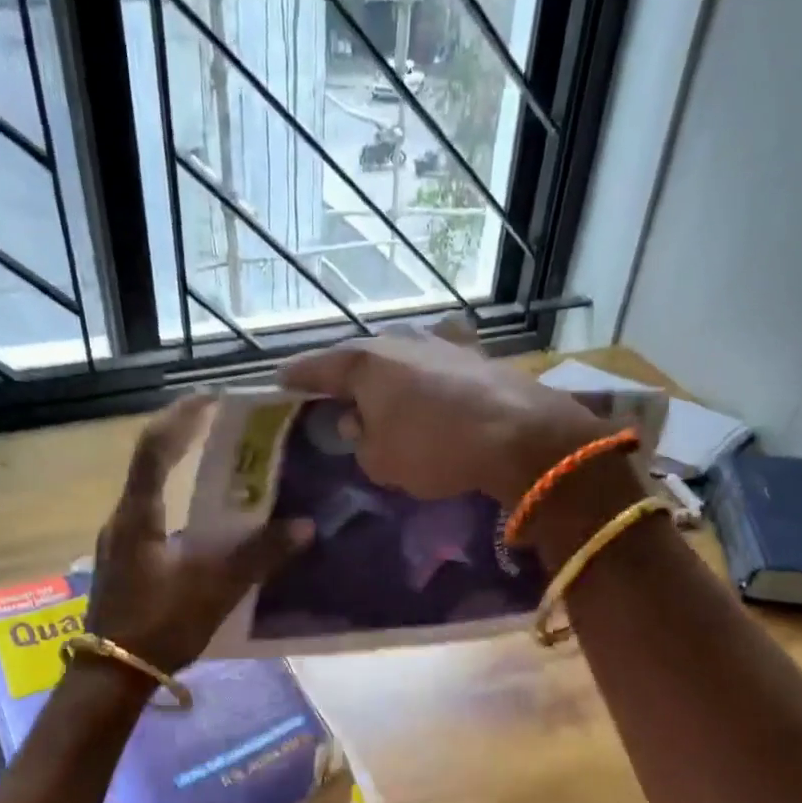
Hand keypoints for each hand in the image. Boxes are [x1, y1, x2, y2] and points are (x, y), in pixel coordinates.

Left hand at [84, 395, 311, 673]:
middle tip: (227, 428)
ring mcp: (122, 542)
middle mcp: (124, 519)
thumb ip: (259, 556)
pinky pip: (156, 518)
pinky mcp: (128, 562)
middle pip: (152, 464)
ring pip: (154, 492)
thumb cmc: (158, 626)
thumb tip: (304, 526)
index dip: (182, 416)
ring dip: (185, 473)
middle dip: (187, 440)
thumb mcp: (214, 589)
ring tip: (225, 469)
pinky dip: (183, 505)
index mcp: (138, 515)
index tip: (213, 396)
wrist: (111, 678)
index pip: (154, 447)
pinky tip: (210, 523)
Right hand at [278, 330, 605, 504]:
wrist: (521, 434)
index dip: (297, 376)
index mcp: (365, 362)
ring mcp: (442, 343)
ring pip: (401, 357)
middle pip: (362, 357)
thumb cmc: (435, 448)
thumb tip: (361, 423)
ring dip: (389, 375)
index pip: (318, 366)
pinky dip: (425, 380)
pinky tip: (430, 390)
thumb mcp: (381, 461)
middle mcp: (400, 341)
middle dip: (347, 375)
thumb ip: (361, 441)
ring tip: (383, 395)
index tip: (280, 380)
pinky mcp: (476, 356)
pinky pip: (435, 366)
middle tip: (334, 392)